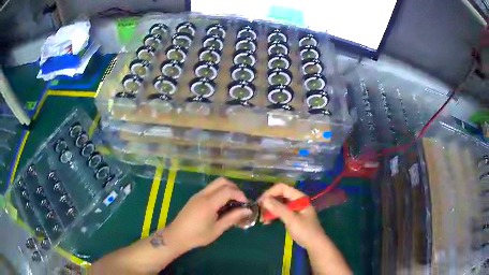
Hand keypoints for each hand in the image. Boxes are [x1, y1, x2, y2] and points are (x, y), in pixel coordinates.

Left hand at [164, 177, 251, 252]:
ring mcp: (198, 195)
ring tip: (233, 203)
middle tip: (240, 201)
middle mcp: (203, 195)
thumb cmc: (197, 236)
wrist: (177, 236)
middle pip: (221, 181)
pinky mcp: (195, 198)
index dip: (240, 195)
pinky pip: (210, 189)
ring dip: (226, 189)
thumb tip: (247, 210)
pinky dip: (219, 192)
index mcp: (208, 203)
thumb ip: (232, 218)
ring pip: (215, 184)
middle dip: (234, 188)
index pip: (228, 190)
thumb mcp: (217, 229)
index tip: (246, 204)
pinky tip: (222, 205)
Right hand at [258, 183, 325, 249]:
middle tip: (259, 212)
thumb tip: (264, 200)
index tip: (260, 202)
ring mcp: (294, 208)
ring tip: (262, 219)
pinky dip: (273, 215)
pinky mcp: (292, 216)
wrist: (315, 244)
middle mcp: (296, 200)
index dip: (270, 193)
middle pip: (279, 195)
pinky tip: (267, 222)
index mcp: (299, 198)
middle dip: (268, 202)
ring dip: (269, 209)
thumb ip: (279, 209)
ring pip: (278, 204)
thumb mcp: (292, 220)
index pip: (282, 188)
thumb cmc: (305, 231)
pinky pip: (280, 211)